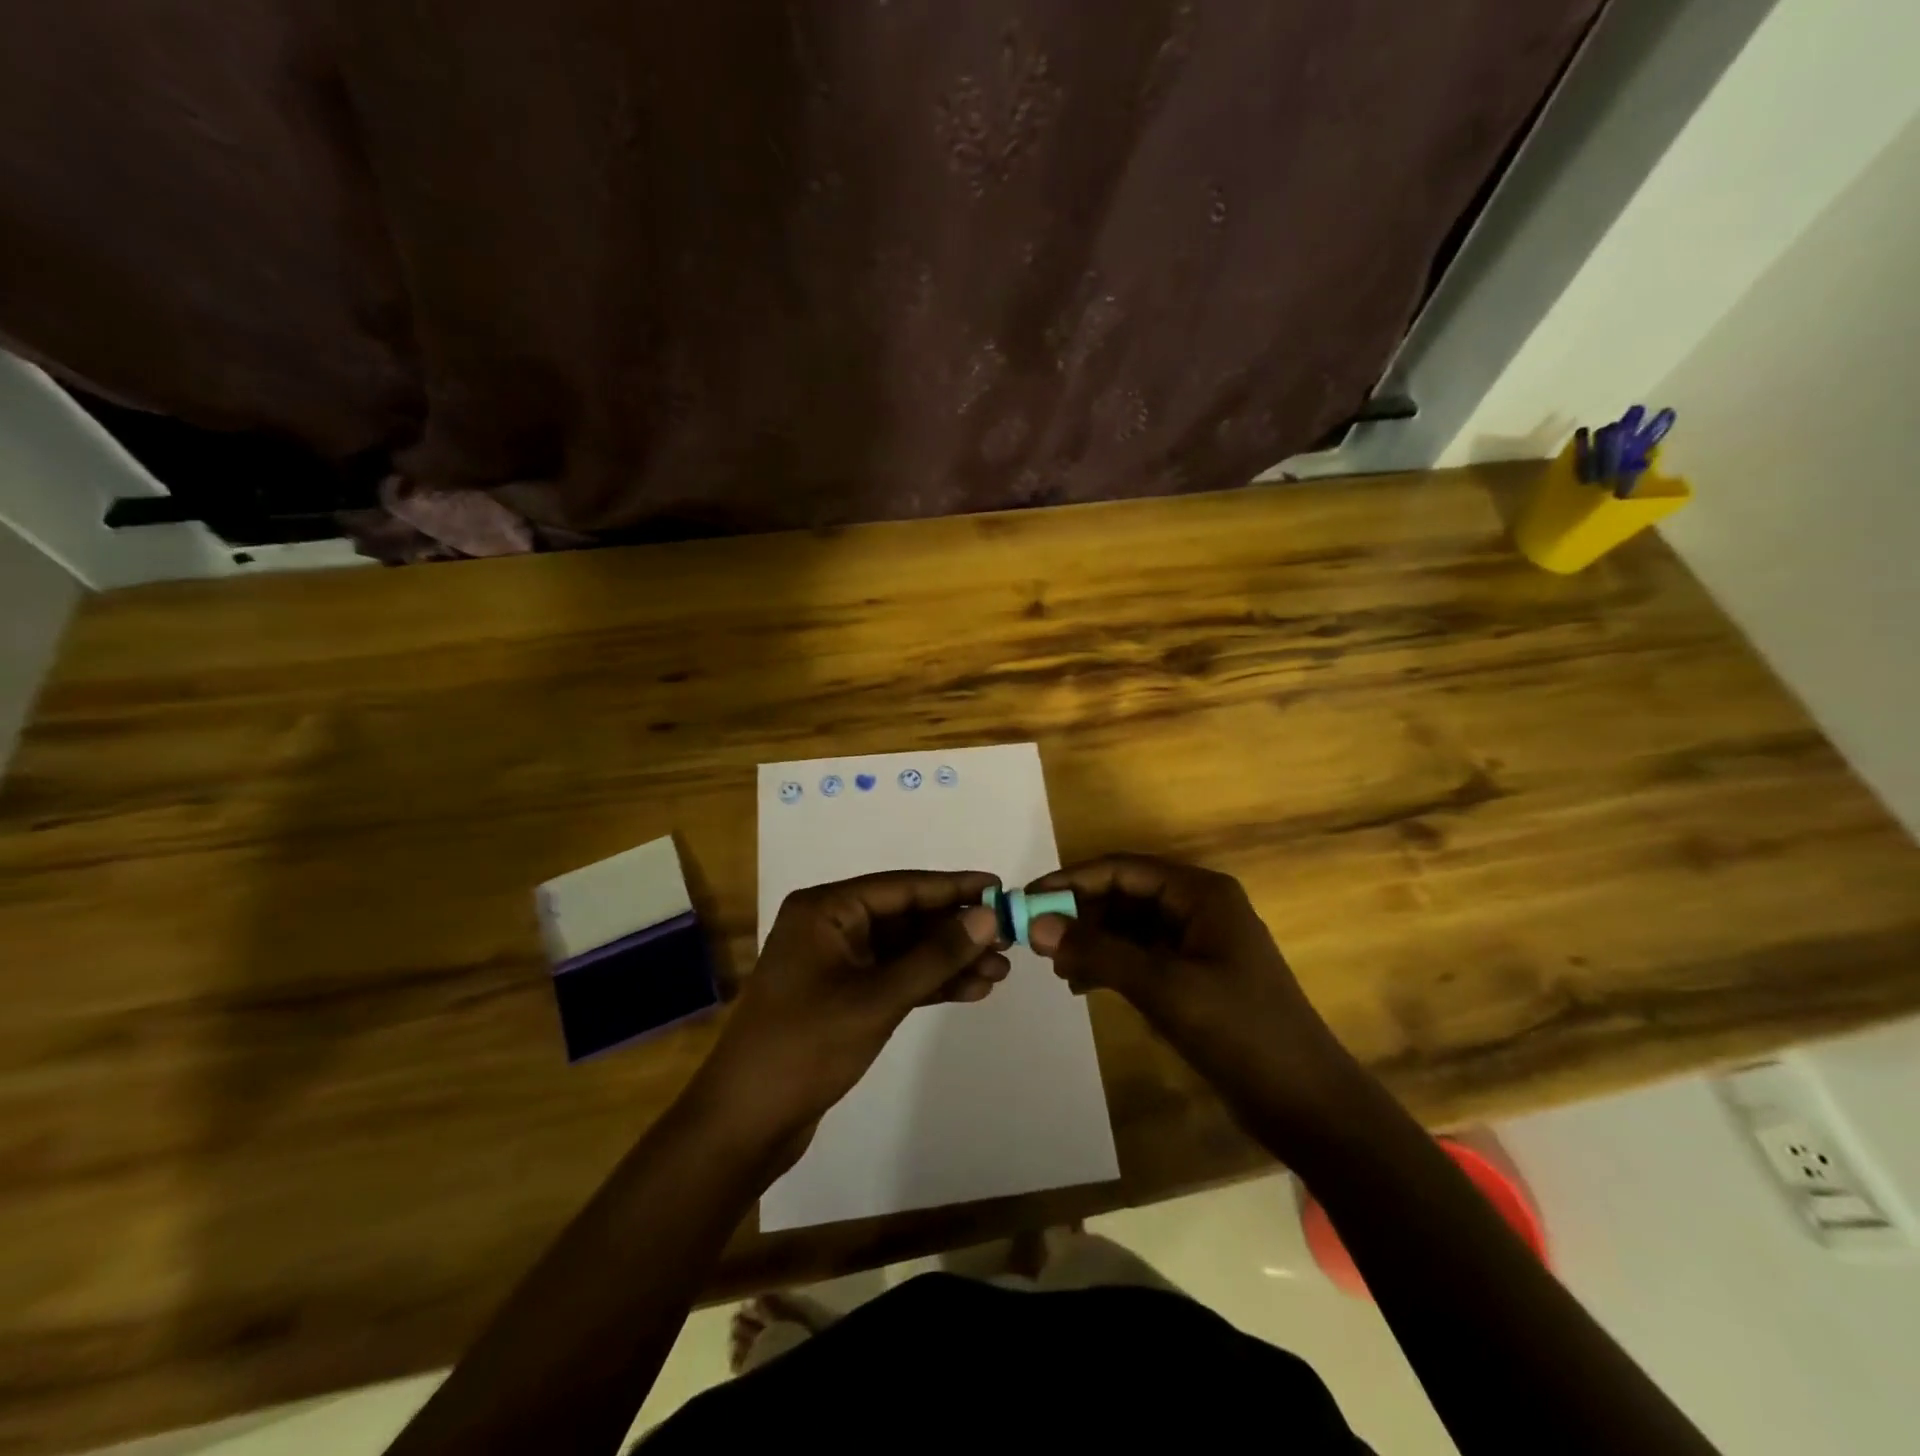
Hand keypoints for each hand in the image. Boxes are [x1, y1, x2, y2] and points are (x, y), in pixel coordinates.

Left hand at [692, 871, 1008, 1150]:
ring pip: (903, 950)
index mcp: (826, 910)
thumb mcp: (878, 998)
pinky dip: (928, 983)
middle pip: (905, 917)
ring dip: (948, 960)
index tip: (999, 887)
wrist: (746, 1122)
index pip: (901, 887)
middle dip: (955, 930)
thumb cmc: (807, 1047)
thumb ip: (935, 956)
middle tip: (1008, 939)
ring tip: (999, 972)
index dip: (953, 887)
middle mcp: (830, 926)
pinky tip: (970, 990)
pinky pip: (893, 977)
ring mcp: (835, 962)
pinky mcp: (842, 996)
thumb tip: (987, 916)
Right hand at [1025, 854, 1362, 1141]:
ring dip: (1092, 941)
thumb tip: (1036, 925)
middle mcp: (1198, 908)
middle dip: (1081, 913)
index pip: (1123, 869)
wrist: (1307, 1104)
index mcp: (1200, 893)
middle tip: (1037, 940)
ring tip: (1058, 968)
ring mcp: (1197, 943)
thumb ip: (1098, 952)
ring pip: (1129, 926)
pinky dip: (1110, 964)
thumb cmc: (1239, 1032)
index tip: (1028, 898)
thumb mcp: (1164, 987)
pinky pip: (1141, 955)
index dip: (1072, 879)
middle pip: (1124, 895)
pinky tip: (1082, 985)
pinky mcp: (1194, 976)